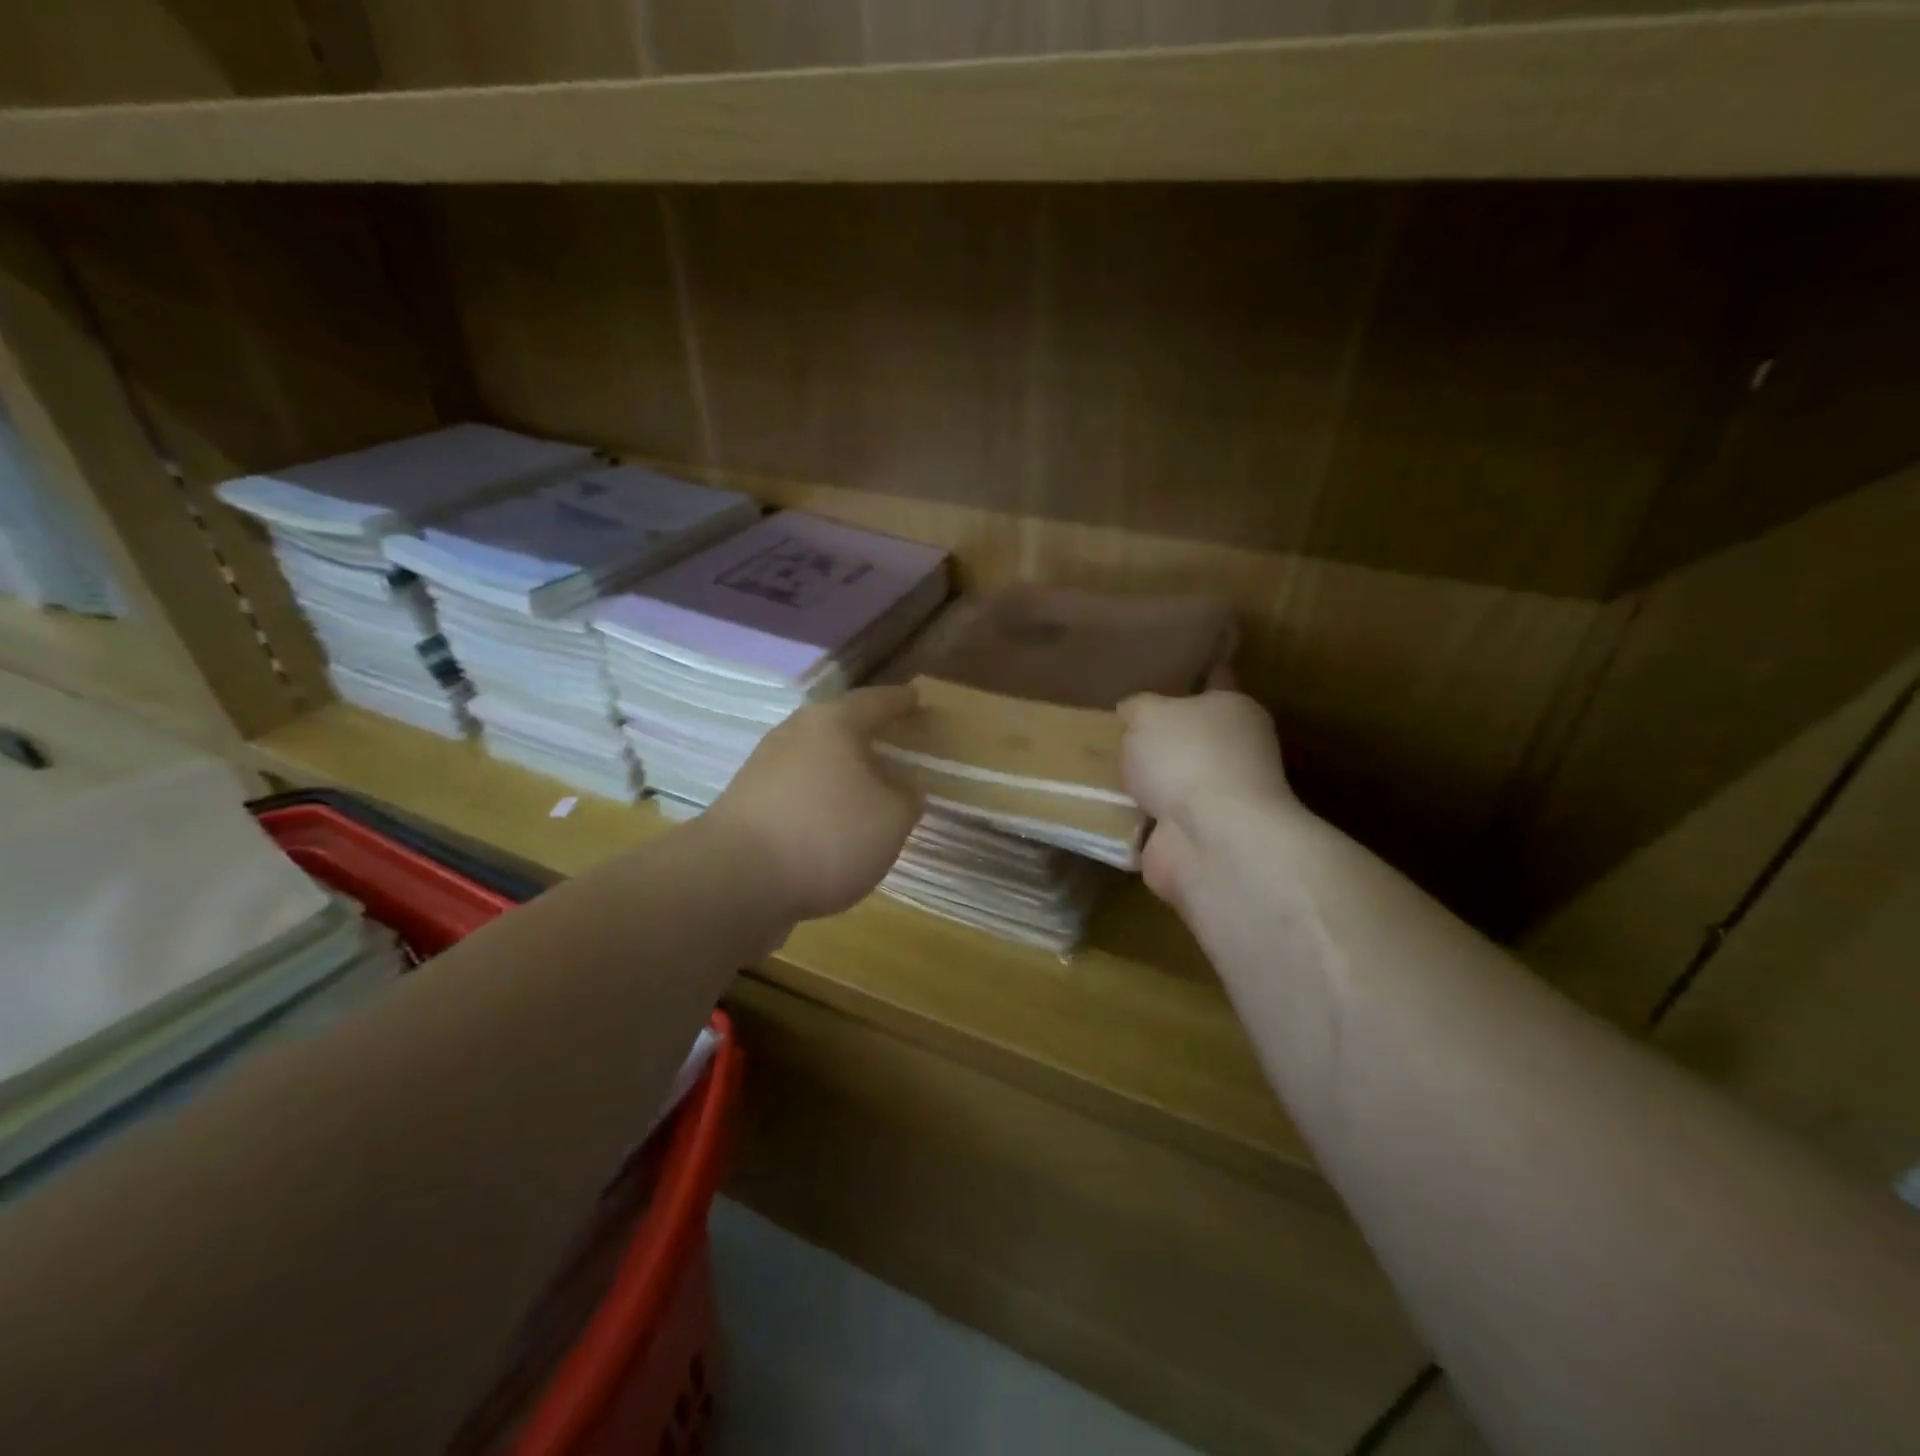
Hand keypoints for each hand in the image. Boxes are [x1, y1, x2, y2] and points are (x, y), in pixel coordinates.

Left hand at [707, 684, 923, 921]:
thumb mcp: (892, 818)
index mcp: (834, 723)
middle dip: (866, 734)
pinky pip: (797, 790)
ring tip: (867, 788)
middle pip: (839, 726)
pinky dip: (819, 799)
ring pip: (815, 759)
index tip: (917, 697)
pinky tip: (832, 823)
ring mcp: (764, 768)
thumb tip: (903, 786)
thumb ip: (907, 797)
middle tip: (893, 742)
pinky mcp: (747, 803)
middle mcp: (795, 733)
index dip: (901, 701)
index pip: (876, 702)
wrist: (736, 879)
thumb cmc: (828, 834)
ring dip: (841, 771)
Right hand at [1117, 687, 1291, 910]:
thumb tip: (1132, 712)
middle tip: (1112, 728)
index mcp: (1235, 712)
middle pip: (1190, 738)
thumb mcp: (1149, 713)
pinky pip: (1154, 822)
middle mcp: (1235, 754)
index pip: (1215, 683)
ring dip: (1142, 784)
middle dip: (1157, 738)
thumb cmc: (1187, 756)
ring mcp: (1216, 802)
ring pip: (1171, 783)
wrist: (1208, 838)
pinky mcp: (1194, 839)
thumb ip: (1137, 707)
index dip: (1193, 677)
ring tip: (1094, 769)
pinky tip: (1099, 809)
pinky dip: (1132, 820)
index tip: (1169, 672)